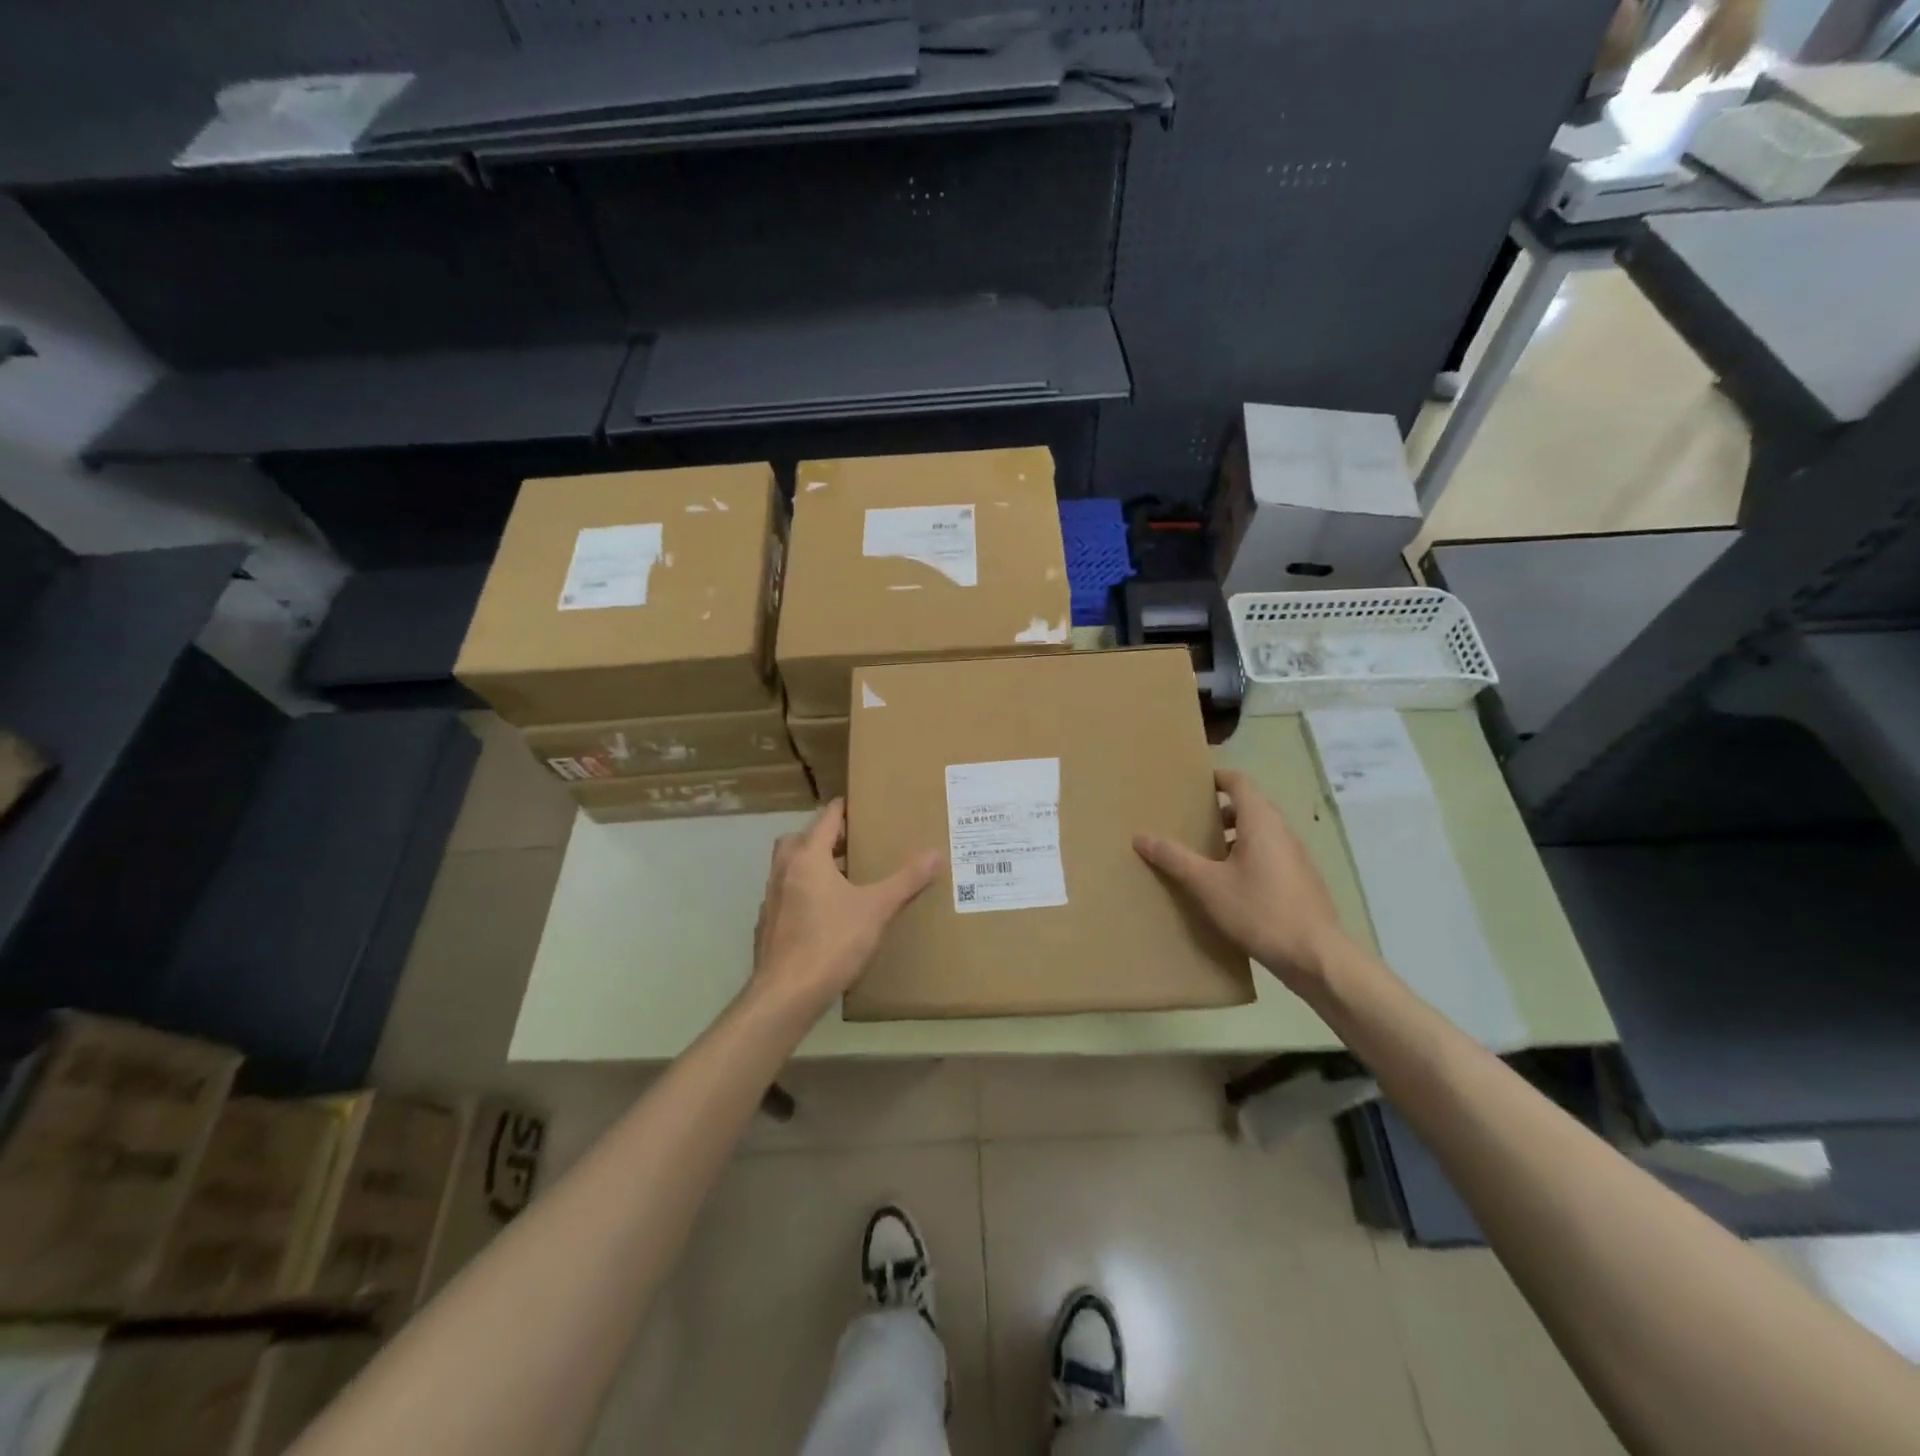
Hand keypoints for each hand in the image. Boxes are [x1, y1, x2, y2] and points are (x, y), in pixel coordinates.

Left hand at [751, 799, 940, 1013]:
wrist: (786, 995)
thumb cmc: (832, 942)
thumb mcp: (876, 909)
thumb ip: (906, 881)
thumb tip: (936, 853)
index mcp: (807, 858)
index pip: (825, 819)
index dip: (842, 809)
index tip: (859, 804)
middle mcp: (783, 871)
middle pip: (798, 840)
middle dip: (822, 837)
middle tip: (850, 843)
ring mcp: (770, 899)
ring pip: (789, 869)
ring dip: (810, 866)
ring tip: (842, 878)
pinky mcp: (767, 926)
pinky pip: (785, 897)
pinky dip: (802, 894)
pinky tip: (823, 914)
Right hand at [1134, 770, 1351, 994]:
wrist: (1316, 957)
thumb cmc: (1259, 910)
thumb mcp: (1207, 884)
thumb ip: (1174, 858)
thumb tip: (1140, 837)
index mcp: (1261, 822)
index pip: (1240, 783)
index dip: (1217, 778)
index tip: (1193, 783)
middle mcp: (1282, 831)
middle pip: (1251, 806)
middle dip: (1220, 809)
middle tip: (1190, 819)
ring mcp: (1296, 857)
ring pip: (1261, 832)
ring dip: (1234, 835)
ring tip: (1204, 852)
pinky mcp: (1301, 881)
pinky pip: (1270, 854)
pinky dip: (1248, 855)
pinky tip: (1230, 883)